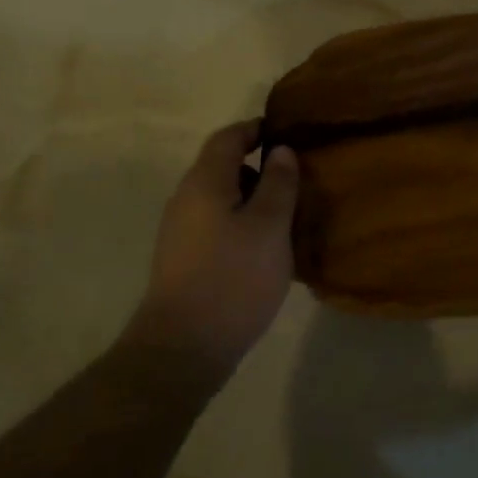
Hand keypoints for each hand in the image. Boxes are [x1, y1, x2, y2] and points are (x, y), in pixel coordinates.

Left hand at [127, 120, 298, 386]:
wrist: (183, 348)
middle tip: (297, 179)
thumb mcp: (269, 225)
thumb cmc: (233, 277)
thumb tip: (280, 150)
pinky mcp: (183, 259)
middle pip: (223, 167)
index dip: (256, 129)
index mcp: (205, 182)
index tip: (288, 133)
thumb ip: (278, 183)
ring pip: (221, 199)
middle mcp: (186, 199)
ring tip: (287, 216)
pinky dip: (242, 224)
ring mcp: (181, 231)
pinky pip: (216, 225)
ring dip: (253, 199)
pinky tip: (264, 249)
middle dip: (259, 168)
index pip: (228, 137)